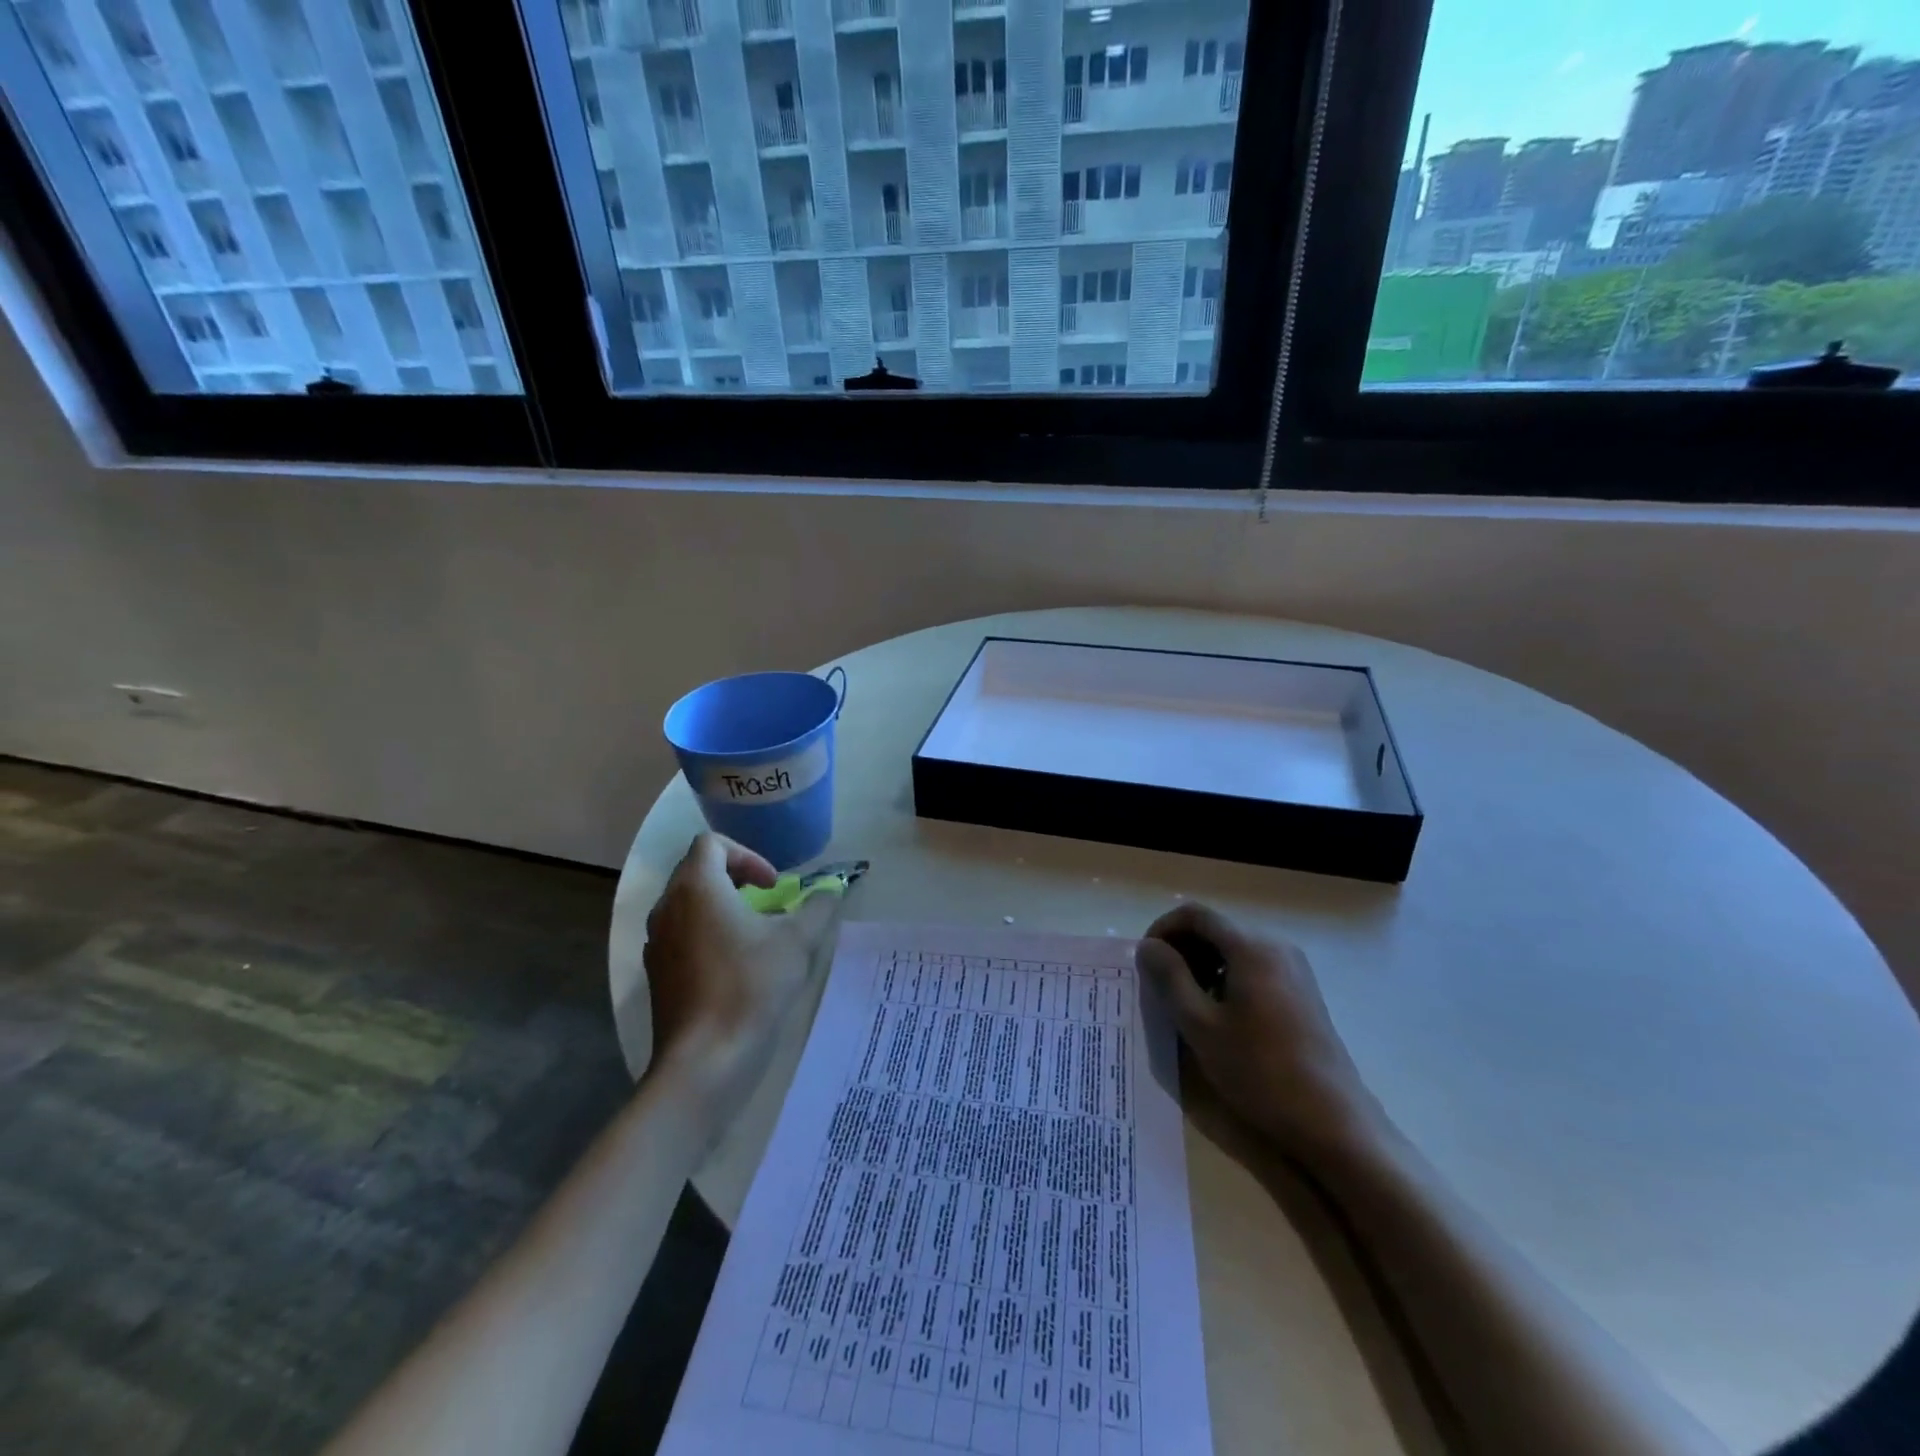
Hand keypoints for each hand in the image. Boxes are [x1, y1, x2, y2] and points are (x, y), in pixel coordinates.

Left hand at [643, 834, 845, 1116]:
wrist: (705, 1060)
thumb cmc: (751, 987)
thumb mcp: (798, 941)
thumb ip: (818, 907)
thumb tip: (832, 889)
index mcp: (697, 888)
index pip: (711, 844)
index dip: (747, 855)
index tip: (773, 885)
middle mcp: (668, 907)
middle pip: (696, 871)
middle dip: (735, 878)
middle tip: (767, 900)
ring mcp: (656, 943)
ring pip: (686, 905)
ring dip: (721, 906)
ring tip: (754, 932)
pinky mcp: (657, 974)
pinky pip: (680, 936)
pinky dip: (706, 934)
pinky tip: (735, 966)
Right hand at [1136, 903, 1385, 1161]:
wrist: (1332, 1121)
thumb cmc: (1259, 1070)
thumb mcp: (1199, 1024)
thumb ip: (1169, 978)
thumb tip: (1148, 946)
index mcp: (1250, 946)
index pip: (1195, 914)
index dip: (1163, 929)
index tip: (1145, 961)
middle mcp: (1275, 945)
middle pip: (1216, 928)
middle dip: (1182, 948)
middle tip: (1161, 985)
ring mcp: (1294, 967)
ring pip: (1234, 948)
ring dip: (1203, 963)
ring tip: (1186, 1002)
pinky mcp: (1302, 990)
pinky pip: (1254, 966)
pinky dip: (1227, 976)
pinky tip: (1220, 1013)